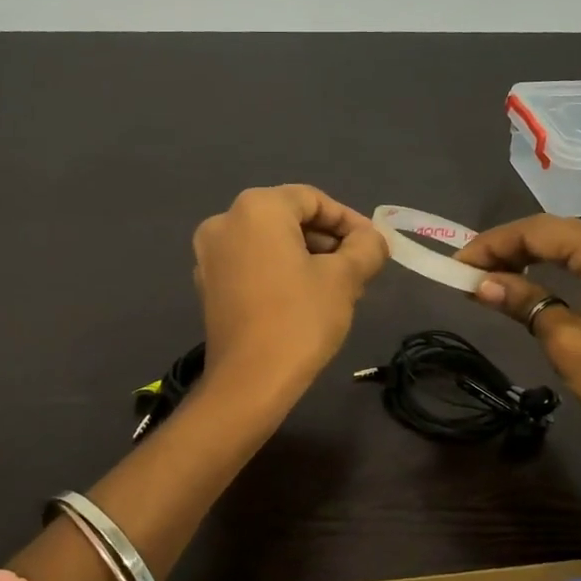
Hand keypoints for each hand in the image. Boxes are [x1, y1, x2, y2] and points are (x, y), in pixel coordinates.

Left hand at [192, 185, 387, 396]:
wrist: (250, 381)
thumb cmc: (300, 319)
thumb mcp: (345, 278)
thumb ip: (366, 248)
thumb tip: (372, 240)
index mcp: (257, 208)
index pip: (313, 199)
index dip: (349, 220)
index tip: (373, 246)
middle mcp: (225, 221)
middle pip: (288, 218)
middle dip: (327, 240)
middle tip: (358, 268)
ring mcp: (209, 255)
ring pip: (269, 242)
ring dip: (306, 256)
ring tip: (337, 286)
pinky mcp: (207, 285)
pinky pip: (251, 264)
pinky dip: (279, 271)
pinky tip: (304, 298)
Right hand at [456, 215, 580, 441]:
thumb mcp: (568, 343)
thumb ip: (525, 303)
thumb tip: (481, 284)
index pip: (537, 231)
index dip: (492, 244)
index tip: (457, 264)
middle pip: (553, 231)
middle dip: (507, 247)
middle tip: (469, 272)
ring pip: (569, 242)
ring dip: (528, 255)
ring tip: (491, 277)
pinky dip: (553, 266)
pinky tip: (532, 281)